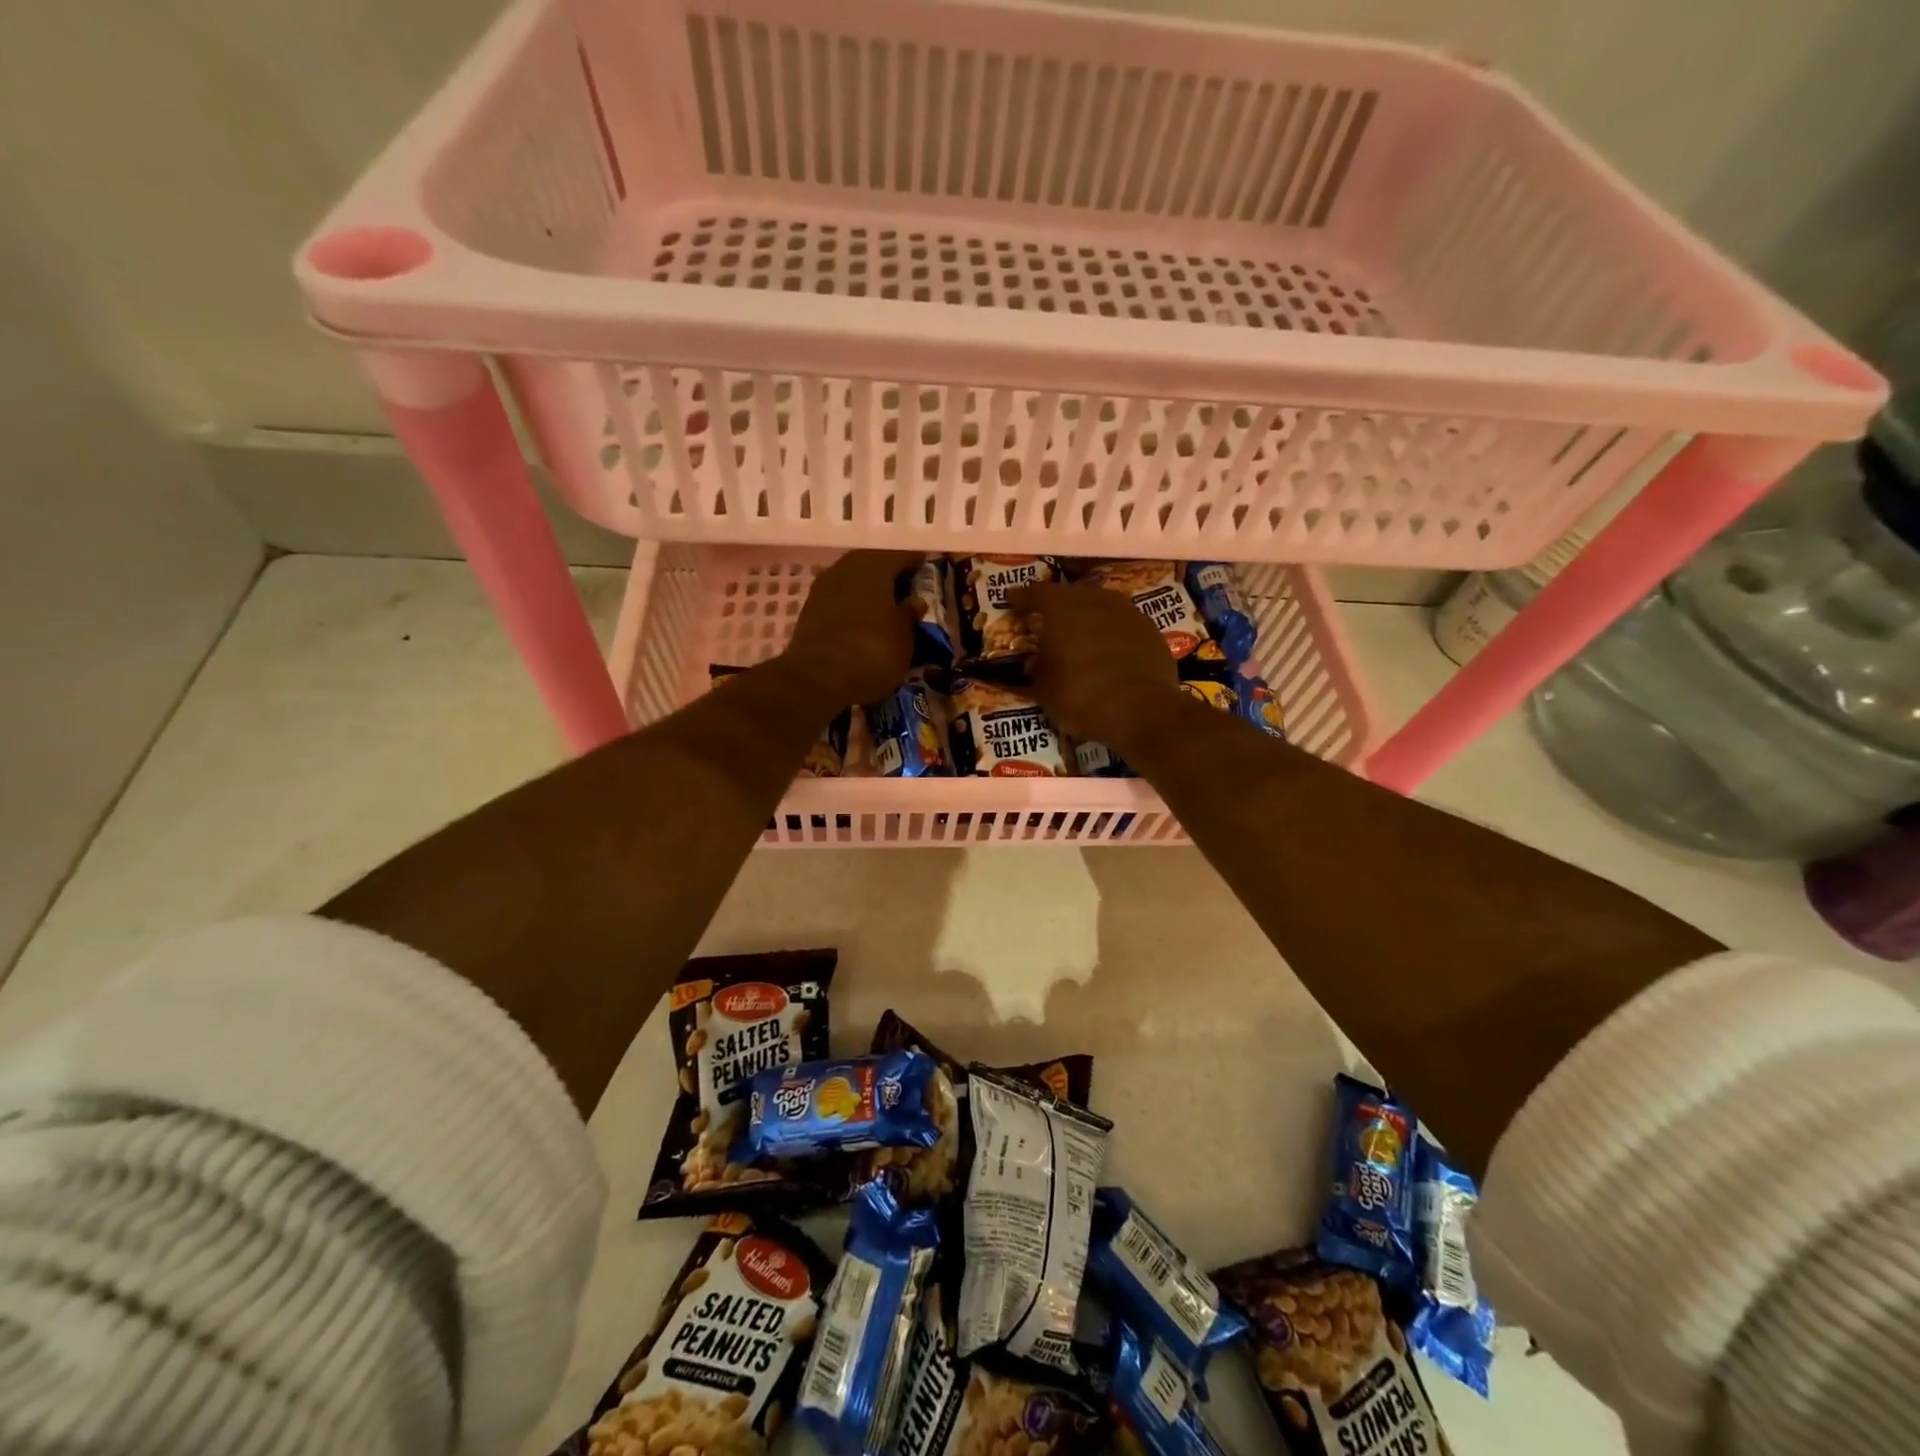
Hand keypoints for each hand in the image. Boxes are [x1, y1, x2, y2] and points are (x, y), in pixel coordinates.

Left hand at [781, 550, 923, 705]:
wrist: (818, 678)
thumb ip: (910, 615)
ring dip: (869, 591)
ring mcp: (824, 587)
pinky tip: (862, 621)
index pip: (901, 555)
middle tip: (906, 591)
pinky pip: (839, 599)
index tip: (927, 570)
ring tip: (885, 609)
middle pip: (874, 564)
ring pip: (853, 580)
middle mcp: (847, 567)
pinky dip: (852, 606)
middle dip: (890, 576)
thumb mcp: (905, 638)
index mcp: (875, 566)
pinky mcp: (809, 609)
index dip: (916, 563)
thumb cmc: (873, 652)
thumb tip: (915, 602)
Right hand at [1012, 581, 1180, 749]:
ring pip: (1101, 604)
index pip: (1036, 593)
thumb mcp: (1045, 690)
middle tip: (1046, 617)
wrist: (1143, 712)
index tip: (1012, 600)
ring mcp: (1128, 613)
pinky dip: (1111, 631)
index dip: (1022, 597)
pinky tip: (1108, 648)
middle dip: (1057, 603)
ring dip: (1087, 615)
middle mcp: (1096, 601)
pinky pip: (1123, 624)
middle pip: (1071, 593)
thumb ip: (1038, 668)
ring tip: (1079, 630)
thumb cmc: (1082, 697)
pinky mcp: (1151, 631)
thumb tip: (1037, 661)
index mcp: (1063, 608)